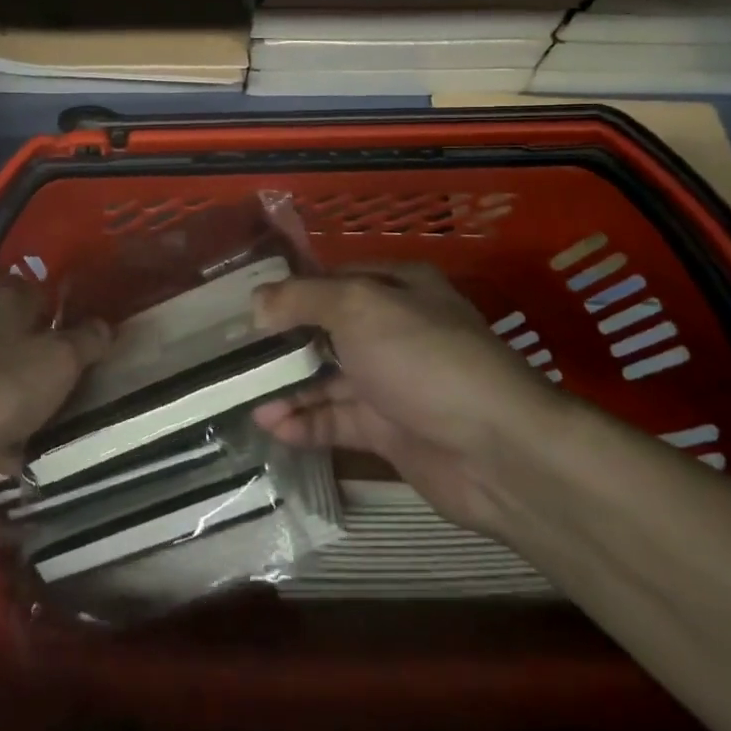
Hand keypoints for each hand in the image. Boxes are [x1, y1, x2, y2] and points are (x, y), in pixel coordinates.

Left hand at [0, 284, 110, 470]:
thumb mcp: (54, 365)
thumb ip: (83, 343)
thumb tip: (105, 325)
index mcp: (3, 299)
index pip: (39, 291)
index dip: (61, 313)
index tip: (78, 341)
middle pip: (11, 330)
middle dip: (33, 357)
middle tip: (57, 389)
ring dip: (8, 392)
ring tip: (31, 431)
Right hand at [252, 265, 568, 534]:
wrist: (497, 451)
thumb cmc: (423, 358)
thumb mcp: (358, 308)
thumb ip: (301, 299)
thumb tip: (256, 302)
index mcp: (396, 288)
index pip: (332, 280)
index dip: (290, 291)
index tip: (246, 306)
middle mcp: (393, 330)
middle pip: (325, 330)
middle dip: (281, 342)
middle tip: (233, 354)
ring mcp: (392, 383)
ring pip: (327, 378)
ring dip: (287, 387)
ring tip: (242, 396)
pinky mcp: (389, 431)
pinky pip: (337, 420)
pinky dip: (304, 422)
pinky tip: (271, 426)